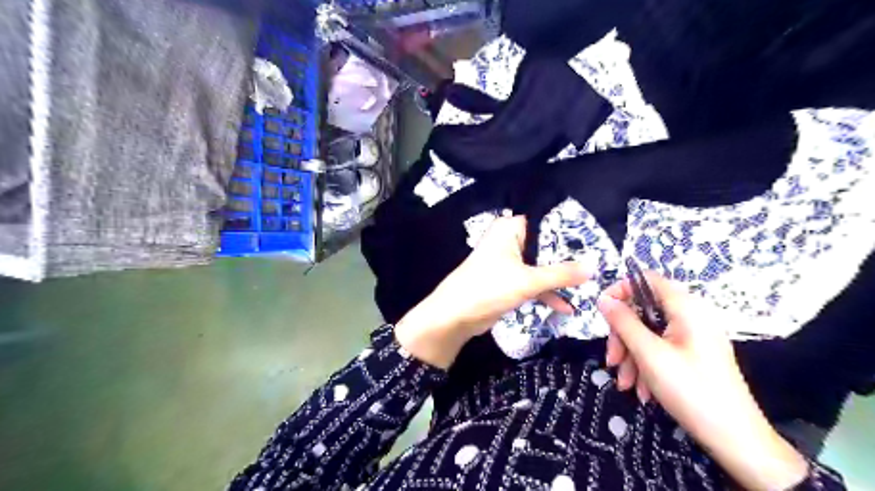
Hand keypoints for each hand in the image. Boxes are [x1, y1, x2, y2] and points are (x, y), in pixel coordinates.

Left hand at [397, 214, 593, 367]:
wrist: (455, 316)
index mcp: (510, 229)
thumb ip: (562, 274)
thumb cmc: (489, 287)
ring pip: (540, 266)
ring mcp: (508, 262)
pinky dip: (547, 292)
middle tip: (599, 264)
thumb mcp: (528, 280)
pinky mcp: (508, 281)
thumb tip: (594, 266)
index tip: (595, 241)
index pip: (545, 222)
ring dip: (559, 279)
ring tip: (588, 287)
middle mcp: (509, 241)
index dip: (569, 231)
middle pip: (545, 245)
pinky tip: (567, 307)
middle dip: (568, 258)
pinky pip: (533, 282)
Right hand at [598, 273, 808, 490]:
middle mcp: (690, 317)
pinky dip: (646, 366)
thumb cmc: (691, 390)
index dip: (622, 289)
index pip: (647, 280)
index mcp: (686, 308)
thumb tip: (603, 299)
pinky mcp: (692, 356)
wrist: (736, 440)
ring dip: (631, 356)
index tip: (602, 310)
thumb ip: (624, 322)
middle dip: (623, 335)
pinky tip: (642, 391)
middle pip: (643, 311)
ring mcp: (692, 337)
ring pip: (648, 333)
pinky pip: (660, 350)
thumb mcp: (649, 354)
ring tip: (625, 384)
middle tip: (612, 360)